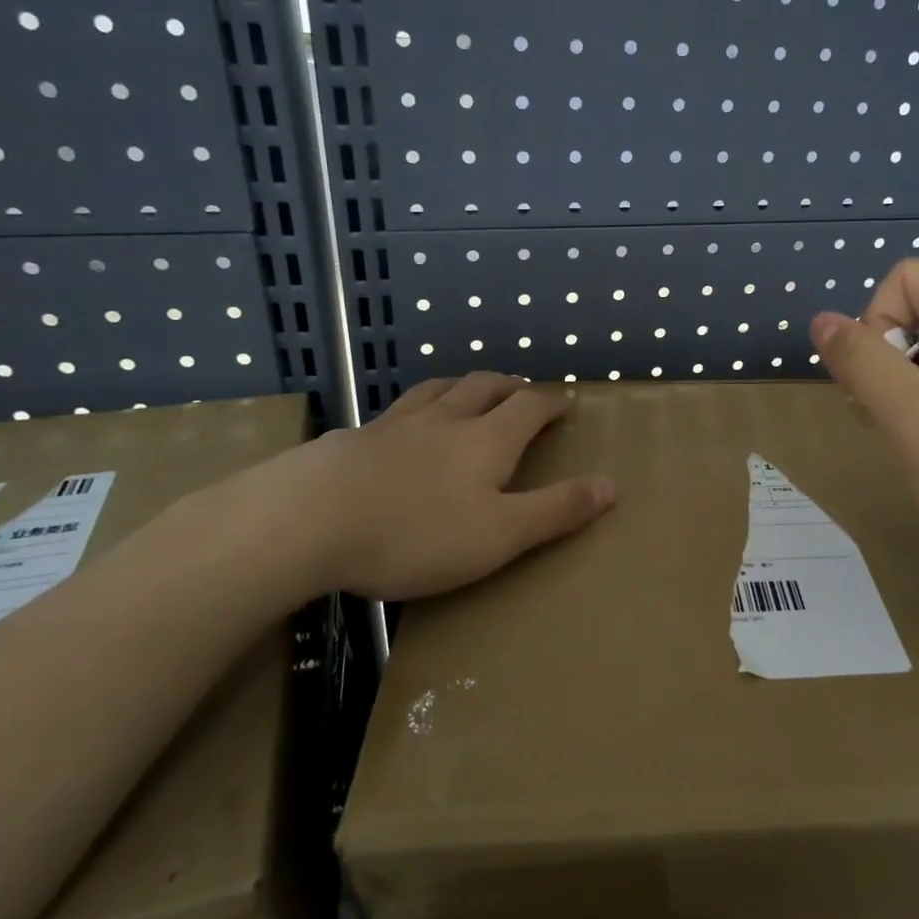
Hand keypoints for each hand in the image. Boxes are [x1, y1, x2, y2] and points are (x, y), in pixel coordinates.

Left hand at [220, 373, 613, 602]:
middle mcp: (444, 420)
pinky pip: (395, 412)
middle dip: (510, 385)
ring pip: (436, 390)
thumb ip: (556, 510)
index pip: (529, 406)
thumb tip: (612, 485)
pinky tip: (401, 429)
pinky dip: (415, 410)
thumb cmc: (416, 533)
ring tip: (467, 392)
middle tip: (522, 390)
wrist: (306, 522)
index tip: (564, 402)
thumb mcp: (500, 534)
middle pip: (484, 386)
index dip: (551, 402)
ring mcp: (394, 425)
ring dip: (462, 386)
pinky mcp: (352, 439)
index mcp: (486, 440)